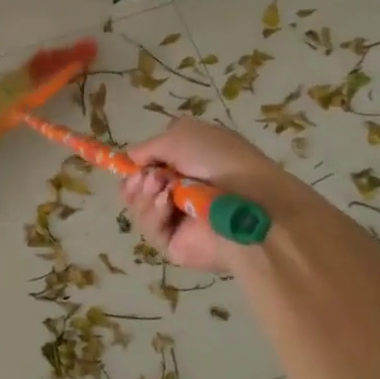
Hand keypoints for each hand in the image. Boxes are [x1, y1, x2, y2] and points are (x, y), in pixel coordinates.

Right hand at [119, 119, 282, 274]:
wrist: (250, 202)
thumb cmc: (220, 160)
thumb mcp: (180, 135)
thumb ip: (148, 146)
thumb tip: (132, 159)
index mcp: (188, 165)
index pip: (150, 167)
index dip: (135, 166)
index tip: (129, 164)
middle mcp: (182, 192)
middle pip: (138, 190)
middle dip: (135, 181)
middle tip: (144, 177)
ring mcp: (177, 219)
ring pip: (139, 208)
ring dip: (144, 194)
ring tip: (161, 187)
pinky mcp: (174, 243)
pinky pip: (150, 227)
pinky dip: (154, 212)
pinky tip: (167, 203)